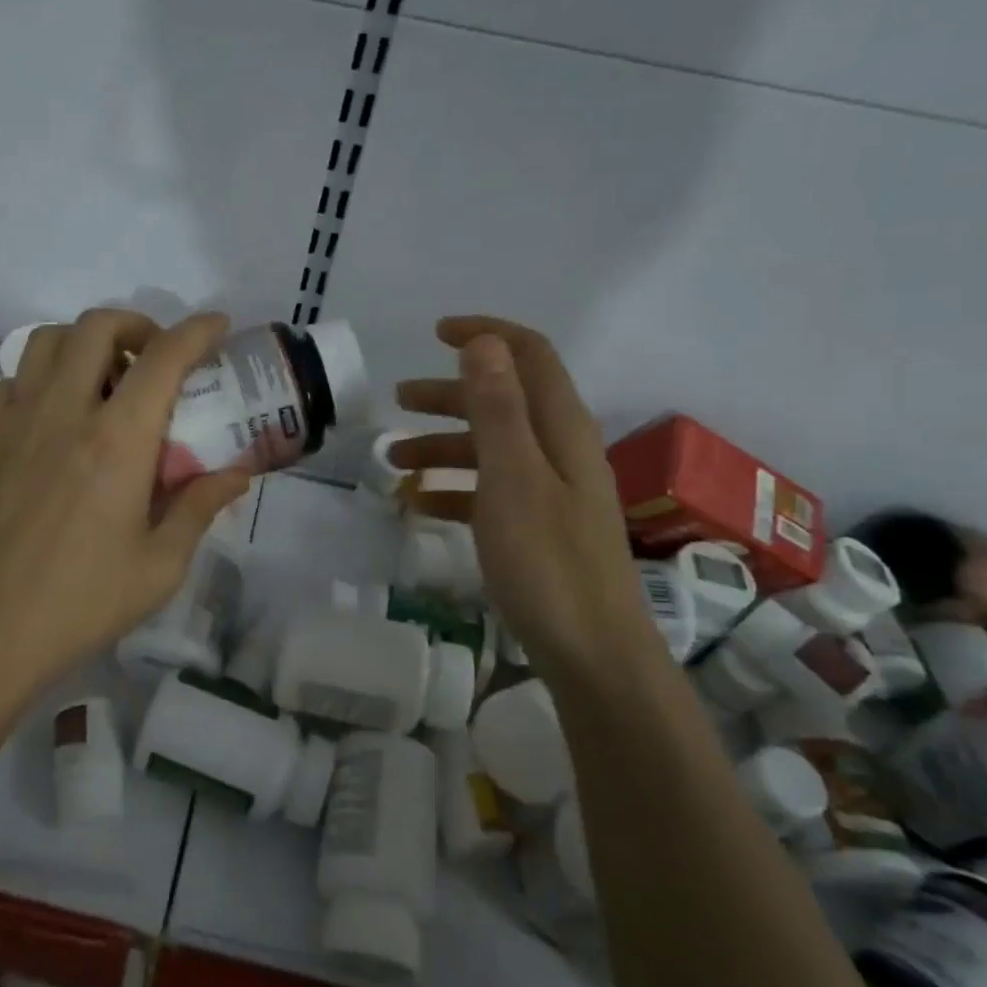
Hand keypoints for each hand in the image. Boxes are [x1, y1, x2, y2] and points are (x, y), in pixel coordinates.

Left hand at [0, 309, 250, 691]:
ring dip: (86, 341)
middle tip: (158, 357)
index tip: (218, 326)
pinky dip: (43, 376)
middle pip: (97, 326)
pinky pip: (14, 379)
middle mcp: (64, 413)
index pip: (164, 358)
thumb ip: (201, 507)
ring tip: (107, 378)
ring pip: (47, 340)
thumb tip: (237, 473)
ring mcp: (16, 421)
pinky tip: (58, 413)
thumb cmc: (82, 602)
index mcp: (116, 441)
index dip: (197, 331)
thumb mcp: (161, 566)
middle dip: (138, 324)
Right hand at [390, 316, 661, 681]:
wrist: (592, 653)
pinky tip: (420, 505)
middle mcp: (559, 449)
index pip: (529, 356)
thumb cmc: (547, 561)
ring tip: (394, 462)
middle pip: (503, 400)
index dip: (486, 335)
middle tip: (398, 401)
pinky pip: (489, 491)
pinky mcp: (537, 527)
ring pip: (490, 448)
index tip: (436, 333)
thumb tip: (483, 342)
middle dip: (449, 394)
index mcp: (561, 428)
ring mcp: (550, 491)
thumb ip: (498, 408)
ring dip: (442, 445)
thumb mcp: (513, 477)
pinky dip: (453, 488)